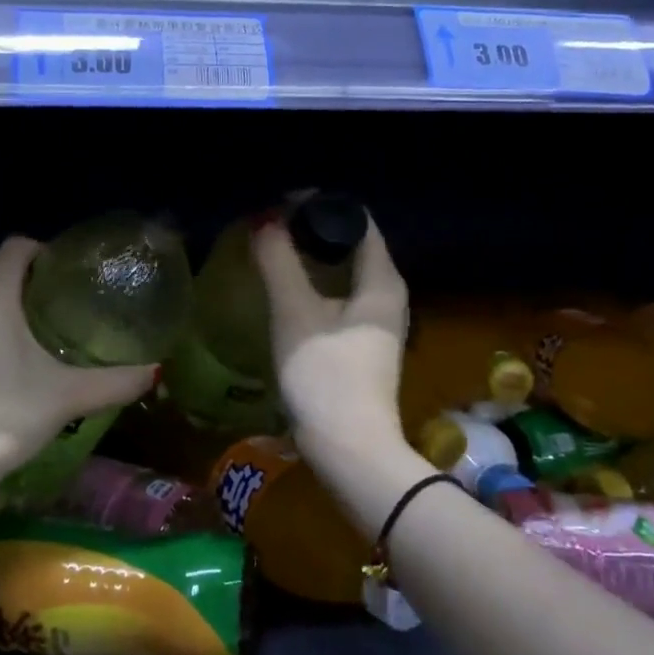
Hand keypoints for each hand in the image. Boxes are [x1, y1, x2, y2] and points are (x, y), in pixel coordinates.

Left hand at [0, 236, 158, 458]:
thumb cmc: (11, 411)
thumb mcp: (71, 395)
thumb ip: (117, 381)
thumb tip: (155, 371)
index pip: (15, 247)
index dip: (42, 249)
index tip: (68, 271)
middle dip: (25, 269)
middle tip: (61, 292)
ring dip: (5, 292)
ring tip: (41, 315)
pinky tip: (14, 346)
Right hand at [253, 215, 409, 444]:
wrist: (348, 450)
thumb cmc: (325, 375)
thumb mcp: (295, 312)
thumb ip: (278, 261)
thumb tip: (264, 219)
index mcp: (383, 280)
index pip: (358, 220)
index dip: (321, 205)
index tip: (281, 204)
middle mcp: (389, 295)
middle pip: (352, 244)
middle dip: (312, 230)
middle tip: (271, 224)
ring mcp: (378, 322)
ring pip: (344, 272)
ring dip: (312, 259)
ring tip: (274, 250)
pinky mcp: (363, 344)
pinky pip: (340, 296)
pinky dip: (315, 284)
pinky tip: (287, 289)